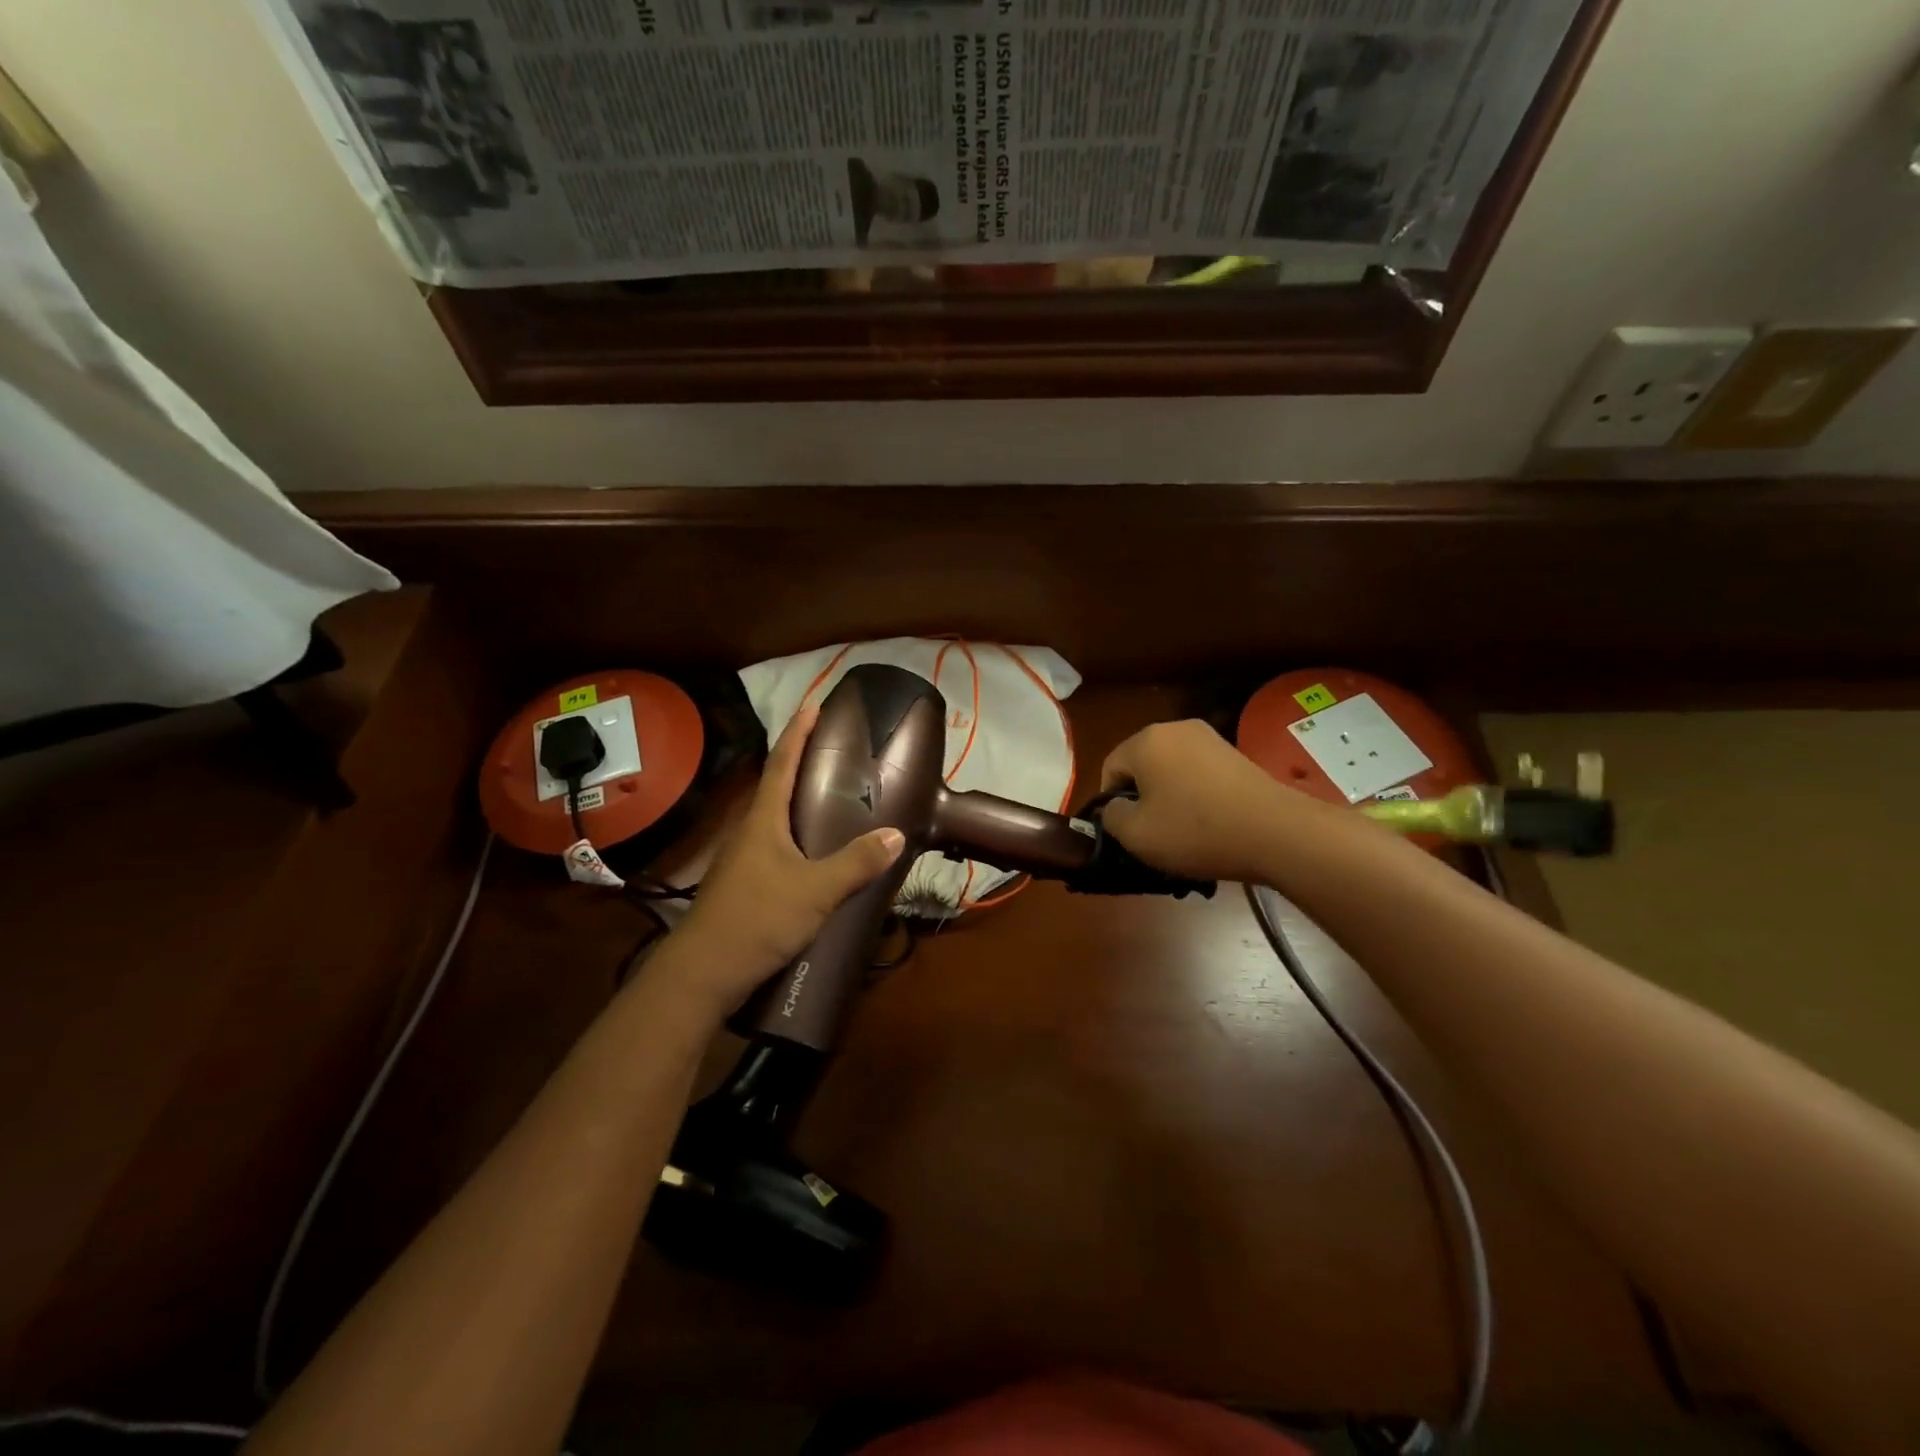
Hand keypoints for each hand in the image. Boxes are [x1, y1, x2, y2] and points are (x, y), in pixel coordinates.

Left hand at [670, 705, 904, 1012]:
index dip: (798, 732)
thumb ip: (856, 863)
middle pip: (776, 787)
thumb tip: (896, 835)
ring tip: (832, 799)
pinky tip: (815, 855)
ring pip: (775, 820)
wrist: (704, 972)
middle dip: (801, 764)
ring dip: (798, 802)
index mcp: (763, 820)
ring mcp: (743, 860)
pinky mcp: (744, 885)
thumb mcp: (816, 891)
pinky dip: (797, 837)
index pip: (781, 763)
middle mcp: (749, 832)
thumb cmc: (758, 919)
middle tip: (835, 753)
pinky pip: (775, 847)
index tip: (813, 705)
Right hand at [1098, 719, 1337, 884]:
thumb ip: (1111, 817)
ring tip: (1184, 833)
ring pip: (1171, 771)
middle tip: (1153, 834)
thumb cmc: (1195, 831)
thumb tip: (1114, 808)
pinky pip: (1199, 774)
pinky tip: (1210, 824)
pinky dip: (1196, 797)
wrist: (1276, 832)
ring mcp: (1210, 738)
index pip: (1110, 769)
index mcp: (1145, 740)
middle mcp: (1175, 728)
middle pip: (1142, 766)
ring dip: (1170, 798)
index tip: (1127, 832)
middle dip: (1142, 798)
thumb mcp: (1136, 835)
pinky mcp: (1235, 754)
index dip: (1111, 803)